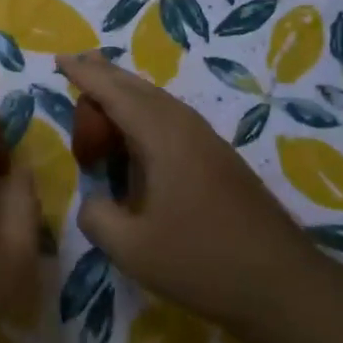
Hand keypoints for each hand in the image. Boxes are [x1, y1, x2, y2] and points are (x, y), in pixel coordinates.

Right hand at [59, 51, 305, 327]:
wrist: (282, 283)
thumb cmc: (201, 261)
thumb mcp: (131, 248)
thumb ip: (96, 216)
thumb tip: (92, 199)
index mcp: (161, 137)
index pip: (114, 92)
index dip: (84, 75)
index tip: (59, 59)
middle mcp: (185, 127)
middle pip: (137, 87)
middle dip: (104, 75)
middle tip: (75, 63)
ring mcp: (206, 141)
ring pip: (157, 101)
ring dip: (125, 94)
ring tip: (99, 90)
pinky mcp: (218, 159)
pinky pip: (170, 119)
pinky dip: (142, 114)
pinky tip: (135, 133)